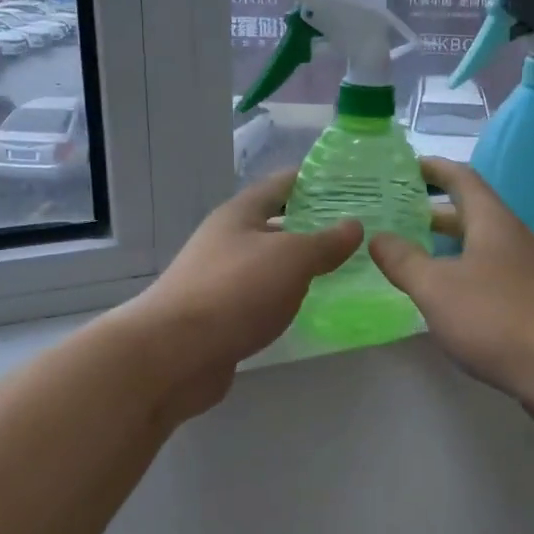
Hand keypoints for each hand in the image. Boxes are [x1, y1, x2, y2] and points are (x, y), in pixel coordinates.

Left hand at [121, 170, 361, 420]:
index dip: (312, 180)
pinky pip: (262, 297)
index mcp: (239, 214)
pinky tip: (310, 305)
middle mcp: (227, 241)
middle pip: (275, 224)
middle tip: (357, 230)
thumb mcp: (290, 258)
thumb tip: (353, 225)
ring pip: (269, 263)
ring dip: (300, 264)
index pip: (280, 184)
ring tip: (344, 267)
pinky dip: (286, 296)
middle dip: (312, 225)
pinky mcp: (222, 316)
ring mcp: (221, 280)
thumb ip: (325, 242)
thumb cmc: (235, 291)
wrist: (176, 353)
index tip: (349, 182)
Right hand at [369, 159, 533, 407]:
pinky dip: (459, 275)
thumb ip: (403, 260)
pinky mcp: (528, 302)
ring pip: (477, 248)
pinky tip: (440, 296)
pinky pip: (486, 275)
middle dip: (432, 212)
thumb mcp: (436, 286)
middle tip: (394, 215)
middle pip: (470, 214)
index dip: (434, 169)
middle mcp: (511, 238)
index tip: (405, 166)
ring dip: (444, 246)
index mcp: (491, 221)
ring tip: (408, 255)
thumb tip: (378, 237)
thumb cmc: (496, 316)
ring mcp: (523, 271)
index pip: (461, 179)